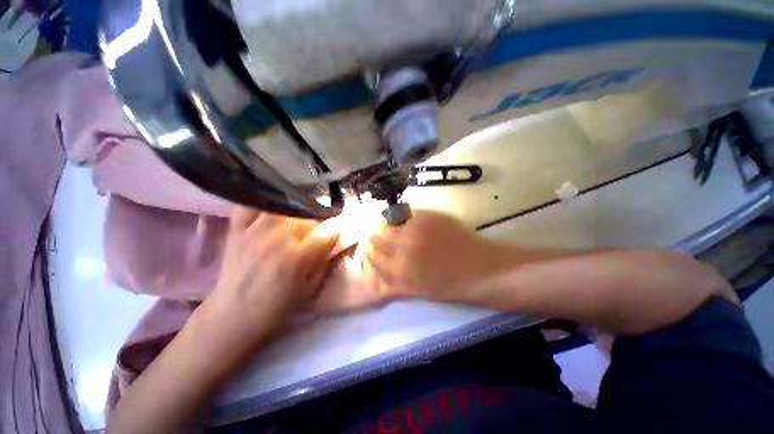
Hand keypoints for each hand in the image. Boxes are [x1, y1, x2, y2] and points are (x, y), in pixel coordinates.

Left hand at [208, 206, 339, 334]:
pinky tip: (273, 206)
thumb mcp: (311, 288)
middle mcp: (278, 238)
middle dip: (321, 219)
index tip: (343, 227)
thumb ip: (326, 261)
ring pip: (286, 203)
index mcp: (298, 256)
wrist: (234, 314)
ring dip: (298, 209)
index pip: (328, 230)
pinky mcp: (236, 228)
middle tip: (321, 226)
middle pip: (309, 214)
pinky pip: (252, 204)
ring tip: (301, 216)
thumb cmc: (277, 305)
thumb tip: (337, 240)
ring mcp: (255, 230)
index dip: (339, 227)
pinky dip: (263, 201)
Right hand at [365, 210, 507, 301]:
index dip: (369, 252)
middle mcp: (403, 246)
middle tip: (380, 237)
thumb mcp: (418, 291)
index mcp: (399, 269)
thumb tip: (374, 281)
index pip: (372, 255)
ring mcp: (416, 228)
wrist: (480, 268)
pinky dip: (403, 218)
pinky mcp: (428, 216)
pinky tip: (409, 222)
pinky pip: (406, 214)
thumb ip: (394, 285)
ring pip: (389, 222)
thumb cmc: (449, 284)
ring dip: (387, 225)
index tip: (371, 250)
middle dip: (375, 237)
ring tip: (393, 228)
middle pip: (377, 236)